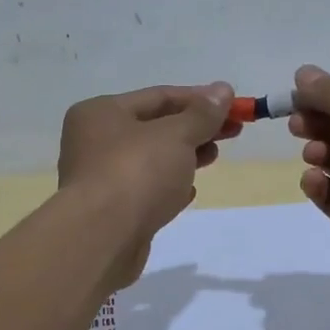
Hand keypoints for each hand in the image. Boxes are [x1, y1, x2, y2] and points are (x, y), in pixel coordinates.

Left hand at [59, 83, 239, 288]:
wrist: (101, 239)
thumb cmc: (136, 173)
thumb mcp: (176, 135)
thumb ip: (202, 114)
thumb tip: (223, 89)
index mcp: (101, 112)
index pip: (159, 96)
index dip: (199, 99)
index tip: (234, 106)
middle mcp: (94, 141)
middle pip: (155, 127)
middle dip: (195, 128)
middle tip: (232, 132)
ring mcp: (100, 178)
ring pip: (151, 159)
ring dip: (185, 156)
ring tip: (214, 157)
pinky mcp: (111, 211)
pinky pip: (145, 189)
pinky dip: (169, 186)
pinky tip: (189, 192)